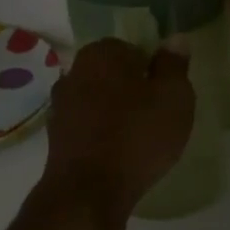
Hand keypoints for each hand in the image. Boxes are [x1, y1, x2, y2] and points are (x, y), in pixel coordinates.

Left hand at [43, 39, 194, 221]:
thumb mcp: (173, 97)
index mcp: (102, 52)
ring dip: (114, 113)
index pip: (133, 49)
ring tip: (138, 140)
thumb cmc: (137, 136)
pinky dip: (100, 134)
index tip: (165, 96)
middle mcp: (74, 70)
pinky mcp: (55, 135)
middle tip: (155, 118)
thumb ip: (174, 65)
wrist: (87, 190)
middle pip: (113, 74)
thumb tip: (175, 39)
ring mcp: (60, 103)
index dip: (153, 71)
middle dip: (132, 91)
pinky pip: (86, 125)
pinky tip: (116, 154)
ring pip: (97, 99)